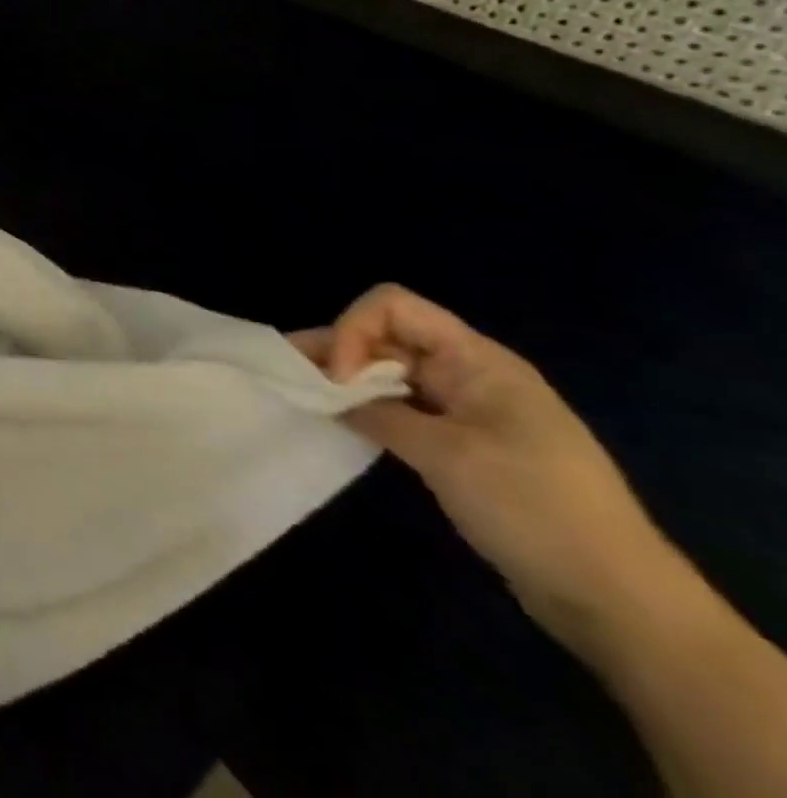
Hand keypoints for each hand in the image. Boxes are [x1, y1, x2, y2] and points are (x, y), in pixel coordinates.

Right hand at [292, 285, 670, 640]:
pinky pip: (405, 409)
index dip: (354, 330)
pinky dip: (370, 410)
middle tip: (290, 375)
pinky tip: (343, 423)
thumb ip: (379, 414)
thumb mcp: (447, 456)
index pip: (394, 307)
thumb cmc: (533, 508)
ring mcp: (468, 410)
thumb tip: (329, 396)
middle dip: (338, 350)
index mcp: (477, 360)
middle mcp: (470, 373)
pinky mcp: (464, 445)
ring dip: (348, 381)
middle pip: (388, 337)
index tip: (338, 378)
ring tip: (303, 395)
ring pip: (392, 374)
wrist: (618, 601)